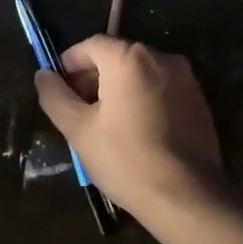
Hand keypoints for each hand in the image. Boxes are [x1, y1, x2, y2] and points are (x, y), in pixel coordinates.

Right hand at [33, 35, 227, 223]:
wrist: (187, 197)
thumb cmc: (125, 159)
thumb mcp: (78, 130)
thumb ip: (55, 96)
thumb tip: (43, 75)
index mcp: (130, 58)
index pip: (90, 46)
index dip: (69, 64)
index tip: (58, 90)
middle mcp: (162, 58)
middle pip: (117, 57)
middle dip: (93, 78)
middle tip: (78, 111)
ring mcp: (186, 79)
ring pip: (140, 74)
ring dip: (118, 90)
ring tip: (105, 125)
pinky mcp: (200, 102)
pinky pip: (161, 90)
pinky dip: (143, 100)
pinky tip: (135, 132)